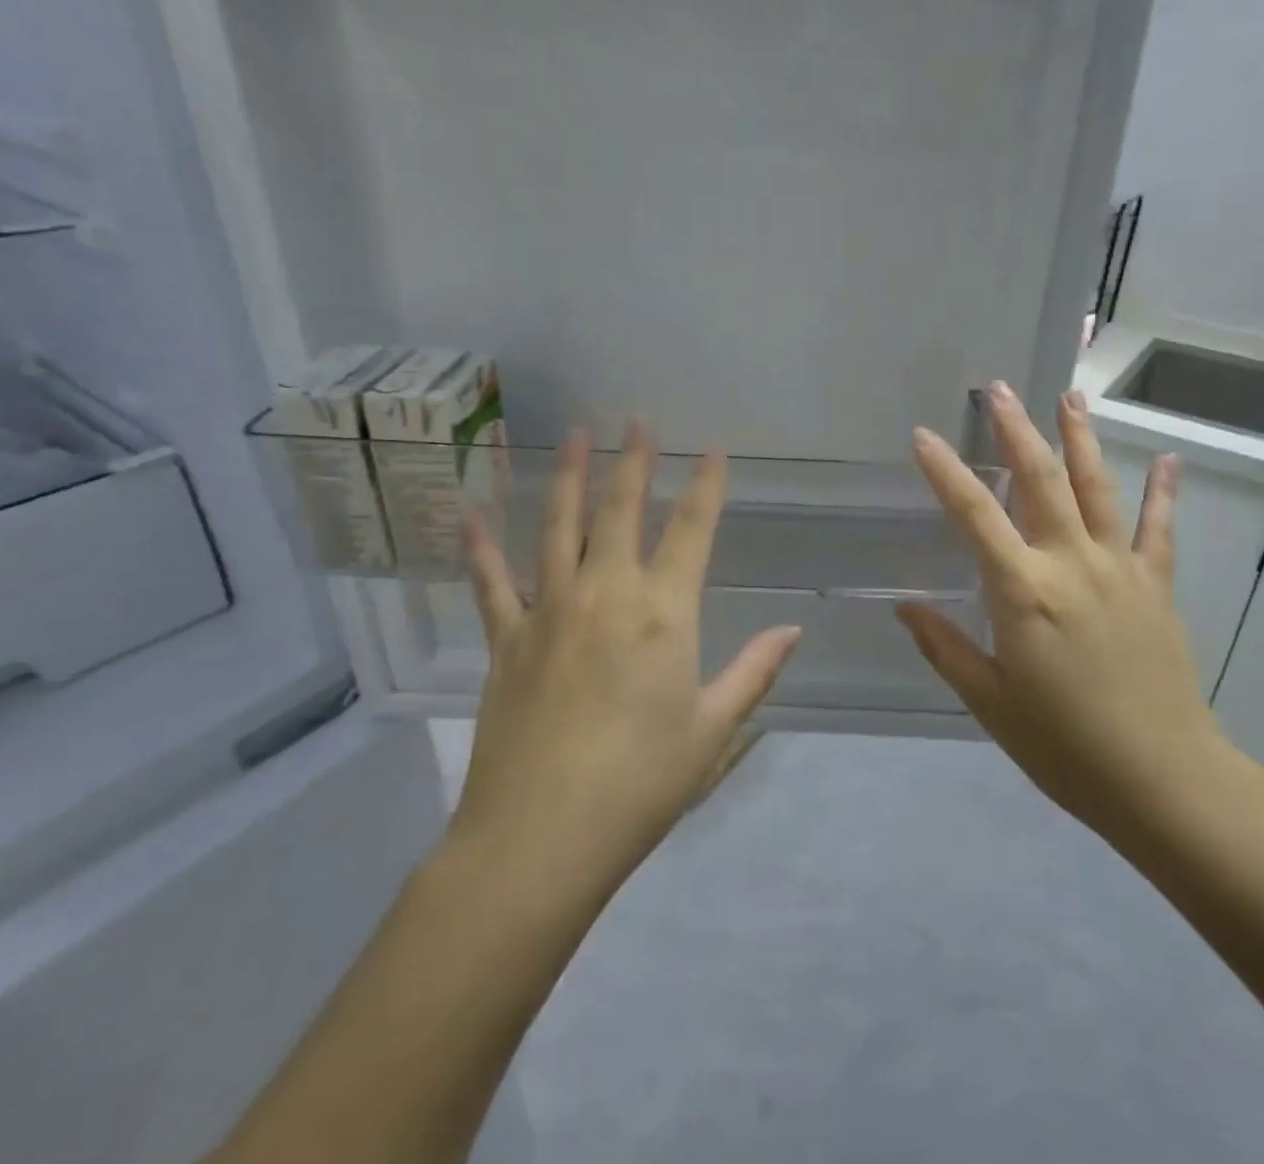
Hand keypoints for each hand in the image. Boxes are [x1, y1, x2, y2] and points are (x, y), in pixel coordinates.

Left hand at [449, 427, 801, 893]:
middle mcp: (606, 595)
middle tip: (637, 421)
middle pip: (622, 512)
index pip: (692, 531)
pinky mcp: (506, 641)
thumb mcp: (713, 731)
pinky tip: (472, 511)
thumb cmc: (640, 786)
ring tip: (575, 435)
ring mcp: (549, 612)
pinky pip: (491, 582)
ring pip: (559, 528)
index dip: (706, 487)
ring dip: (570, 478)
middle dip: (634, 463)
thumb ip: (754, 672)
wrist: (539, 842)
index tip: (713, 452)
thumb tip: (792, 630)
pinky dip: (481, 546)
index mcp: (663, 614)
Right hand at [897, 382, 1220, 850]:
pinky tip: (1167, 459)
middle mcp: (1071, 564)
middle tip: (999, 389)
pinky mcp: (1156, 585)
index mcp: (1023, 593)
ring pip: (1097, 488)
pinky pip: (1159, 529)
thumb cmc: (1064, 746)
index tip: (923, 436)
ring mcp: (1120, 569)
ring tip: (1071, 396)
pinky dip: (1162, 492)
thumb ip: (945, 647)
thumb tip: (905, 605)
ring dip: (1081, 439)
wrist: (1162, 780)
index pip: (974, 516)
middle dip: (1016, 431)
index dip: (945, 472)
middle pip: (1041, 481)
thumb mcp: (990, 702)